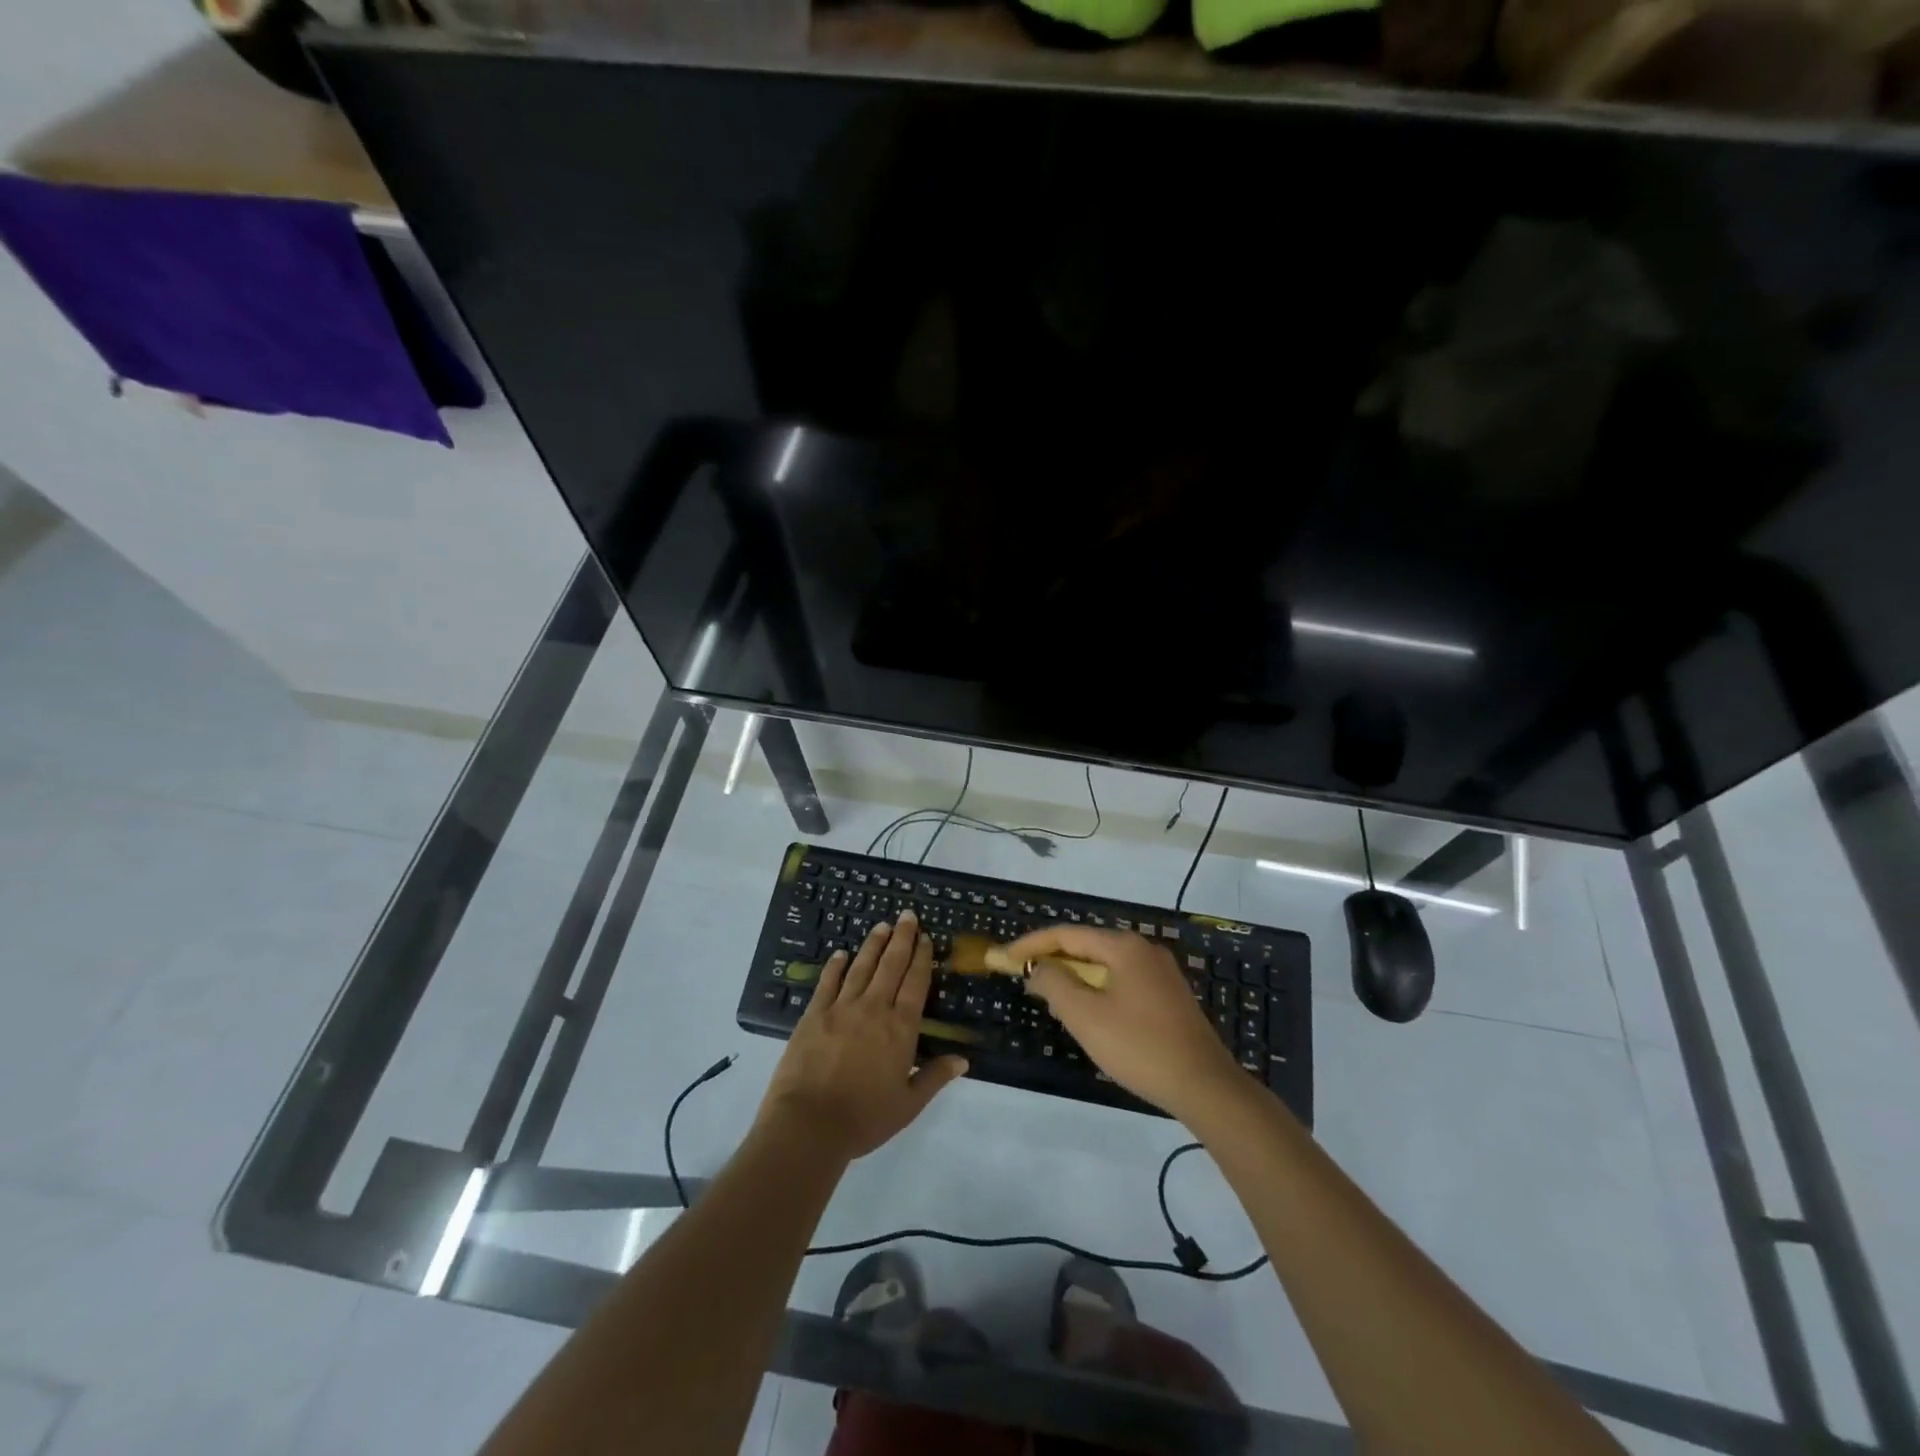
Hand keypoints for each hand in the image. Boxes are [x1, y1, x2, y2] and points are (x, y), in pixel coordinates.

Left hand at [756, 912, 968, 1161]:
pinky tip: (841, 953)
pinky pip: (828, 982)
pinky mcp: (814, 1014)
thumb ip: (935, 1076)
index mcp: (900, 1028)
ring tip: (881, 926)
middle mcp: (874, 1008)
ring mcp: (841, 1008)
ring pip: (861, 967)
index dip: (922, 958)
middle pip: (891, 965)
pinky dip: (835, 965)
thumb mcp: (909, 1103)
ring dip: (873, 944)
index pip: (916, 983)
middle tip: (907, 915)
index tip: (926, 938)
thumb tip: (963, 1059)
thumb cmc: (865, 1117)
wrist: (809, 1124)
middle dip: (901, 938)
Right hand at [1004, 925, 1242, 1120]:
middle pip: (1087, 946)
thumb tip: (1038, 967)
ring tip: (1050, 996)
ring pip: (1105, 965)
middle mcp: (1144, 949)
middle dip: (1053, 960)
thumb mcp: (1086, 1016)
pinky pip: (1122, 981)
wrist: (1204, 1085)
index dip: (1032, 944)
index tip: (1004, 958)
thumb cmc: (1139, 1046)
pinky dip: (1097, 989)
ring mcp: (1160, 973)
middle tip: (1024, 977)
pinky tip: (1088, 1012)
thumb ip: (1055, 984)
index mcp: (1124, 947)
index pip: (1067, 934)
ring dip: (1075, 977)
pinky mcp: (1169, 996)